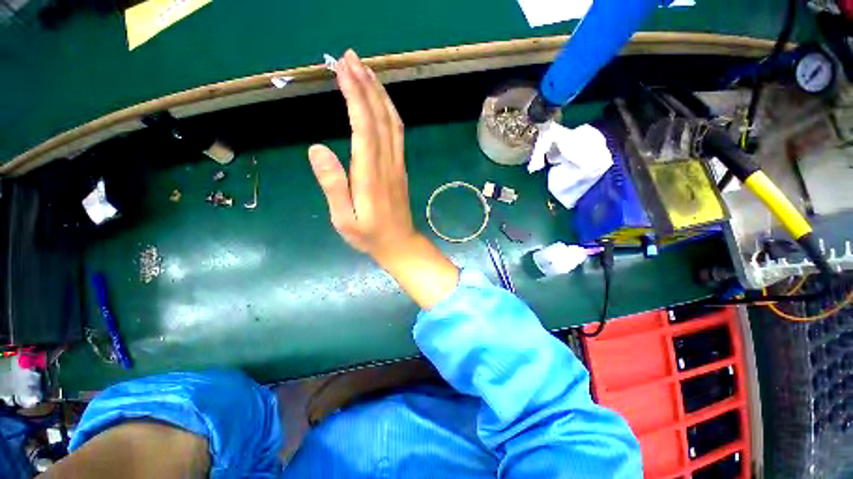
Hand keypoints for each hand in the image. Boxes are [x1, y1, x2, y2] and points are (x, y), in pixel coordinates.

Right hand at [307, 50, 414, 262]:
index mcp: (370, 176)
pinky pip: (397, 134)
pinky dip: (388, 112)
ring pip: (392, 123)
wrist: (399, 243)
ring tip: (365, 70)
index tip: (343, 69)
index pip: (364, 128)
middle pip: (380, 118)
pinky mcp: (400, 167)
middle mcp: (387, 164)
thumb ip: (333, 186)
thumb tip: (317, 148)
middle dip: (366, 85)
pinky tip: (380, 101)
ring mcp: (397, 164)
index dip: (355, 96)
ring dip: (379, 94)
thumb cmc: (369, 235)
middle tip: (350, 58)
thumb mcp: (344, 219)